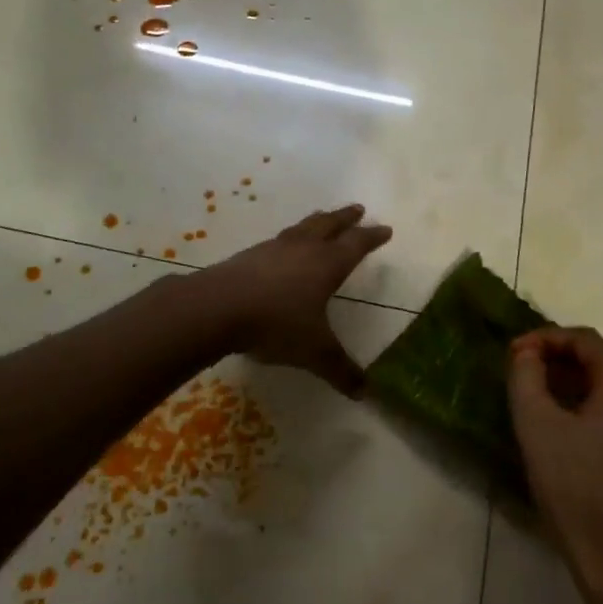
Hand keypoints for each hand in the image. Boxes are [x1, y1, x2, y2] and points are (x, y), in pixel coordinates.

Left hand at [195, 204, 392, 395]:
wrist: (217, 308)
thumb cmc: (276, 324)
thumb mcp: (314, 352)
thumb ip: (341, 370)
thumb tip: (366, 394)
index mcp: (328, 264)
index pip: (357, 244)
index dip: (372, 237)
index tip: (385, 229)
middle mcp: (304, 248)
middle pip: (330, 225)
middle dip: (346, 217)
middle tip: (357, 209)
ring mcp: (274, 248)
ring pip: (303, 227)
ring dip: (317, 221)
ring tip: (323, 218)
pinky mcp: (250, 255)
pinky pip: (279, 239)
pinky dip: (291, 237)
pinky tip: (284, 247)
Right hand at [507, 327, 602, 601]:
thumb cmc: (574, 488)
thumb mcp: (537, 425)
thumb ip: (526, 376)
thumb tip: (528, 353)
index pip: (585, 340)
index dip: (544, 338)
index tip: (512, 354)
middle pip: (599, 361)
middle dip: (556, 360)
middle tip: (519, 373)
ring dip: (570, 384)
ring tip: (535, 396)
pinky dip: (587, 406)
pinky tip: (561, 425)